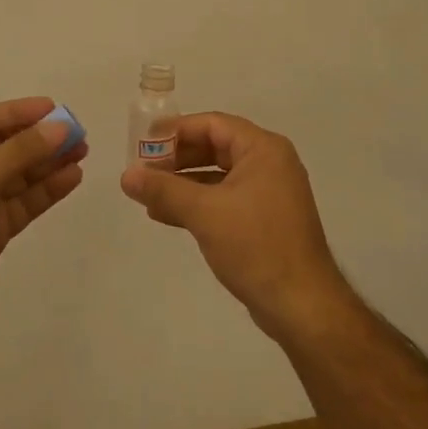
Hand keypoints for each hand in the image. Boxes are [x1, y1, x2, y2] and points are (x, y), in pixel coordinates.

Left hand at [0, 97, 86, 332]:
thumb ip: (20, 152)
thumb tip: (60, 127)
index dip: (20, 112)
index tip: (56, 109)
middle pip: (7, 146)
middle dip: (41, 139)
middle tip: (78, 134)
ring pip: (20, 176)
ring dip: (49, 163)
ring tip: (82, 152)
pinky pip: (24, 202)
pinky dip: (47, 190)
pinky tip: (72, 178)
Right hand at [120, 111, 348, 339]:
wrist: (300, 304)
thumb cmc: (255, 246)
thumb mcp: (204, 213)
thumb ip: (163, 190)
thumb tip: (126, 175)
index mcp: (263, 150)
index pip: (213, 124)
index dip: (176, 130)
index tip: (142, 142)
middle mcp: (269, 165)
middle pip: (215, 147)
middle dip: (176, 158)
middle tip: (142, 170)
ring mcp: (268, 194)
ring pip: (217, 176)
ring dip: (182, 183)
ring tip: (147, 195)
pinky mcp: (263, 221)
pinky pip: (224, 200)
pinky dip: (197, 204)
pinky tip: (167, 215)